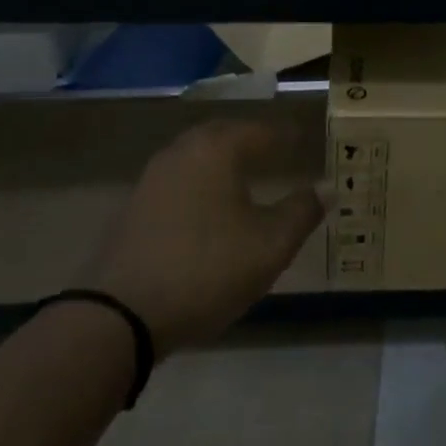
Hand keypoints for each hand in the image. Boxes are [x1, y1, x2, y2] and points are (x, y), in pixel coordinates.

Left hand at [80, 120, 327, 353]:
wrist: (119, 315)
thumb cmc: (206, 269)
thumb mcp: (269, 246)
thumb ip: (301, 212)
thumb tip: (326, 187)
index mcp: (218, 150)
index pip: (261, 130)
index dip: (284, 135)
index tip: (302, 138)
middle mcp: (183, 151)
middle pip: (223, 134)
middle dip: (250, 139)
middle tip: (273, 149)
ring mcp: (153, 177)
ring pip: (196, 155)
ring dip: (222, 159)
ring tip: (243, 175)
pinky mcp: (134, 206)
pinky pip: (178, 179)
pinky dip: (200, 181)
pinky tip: (208, 205)